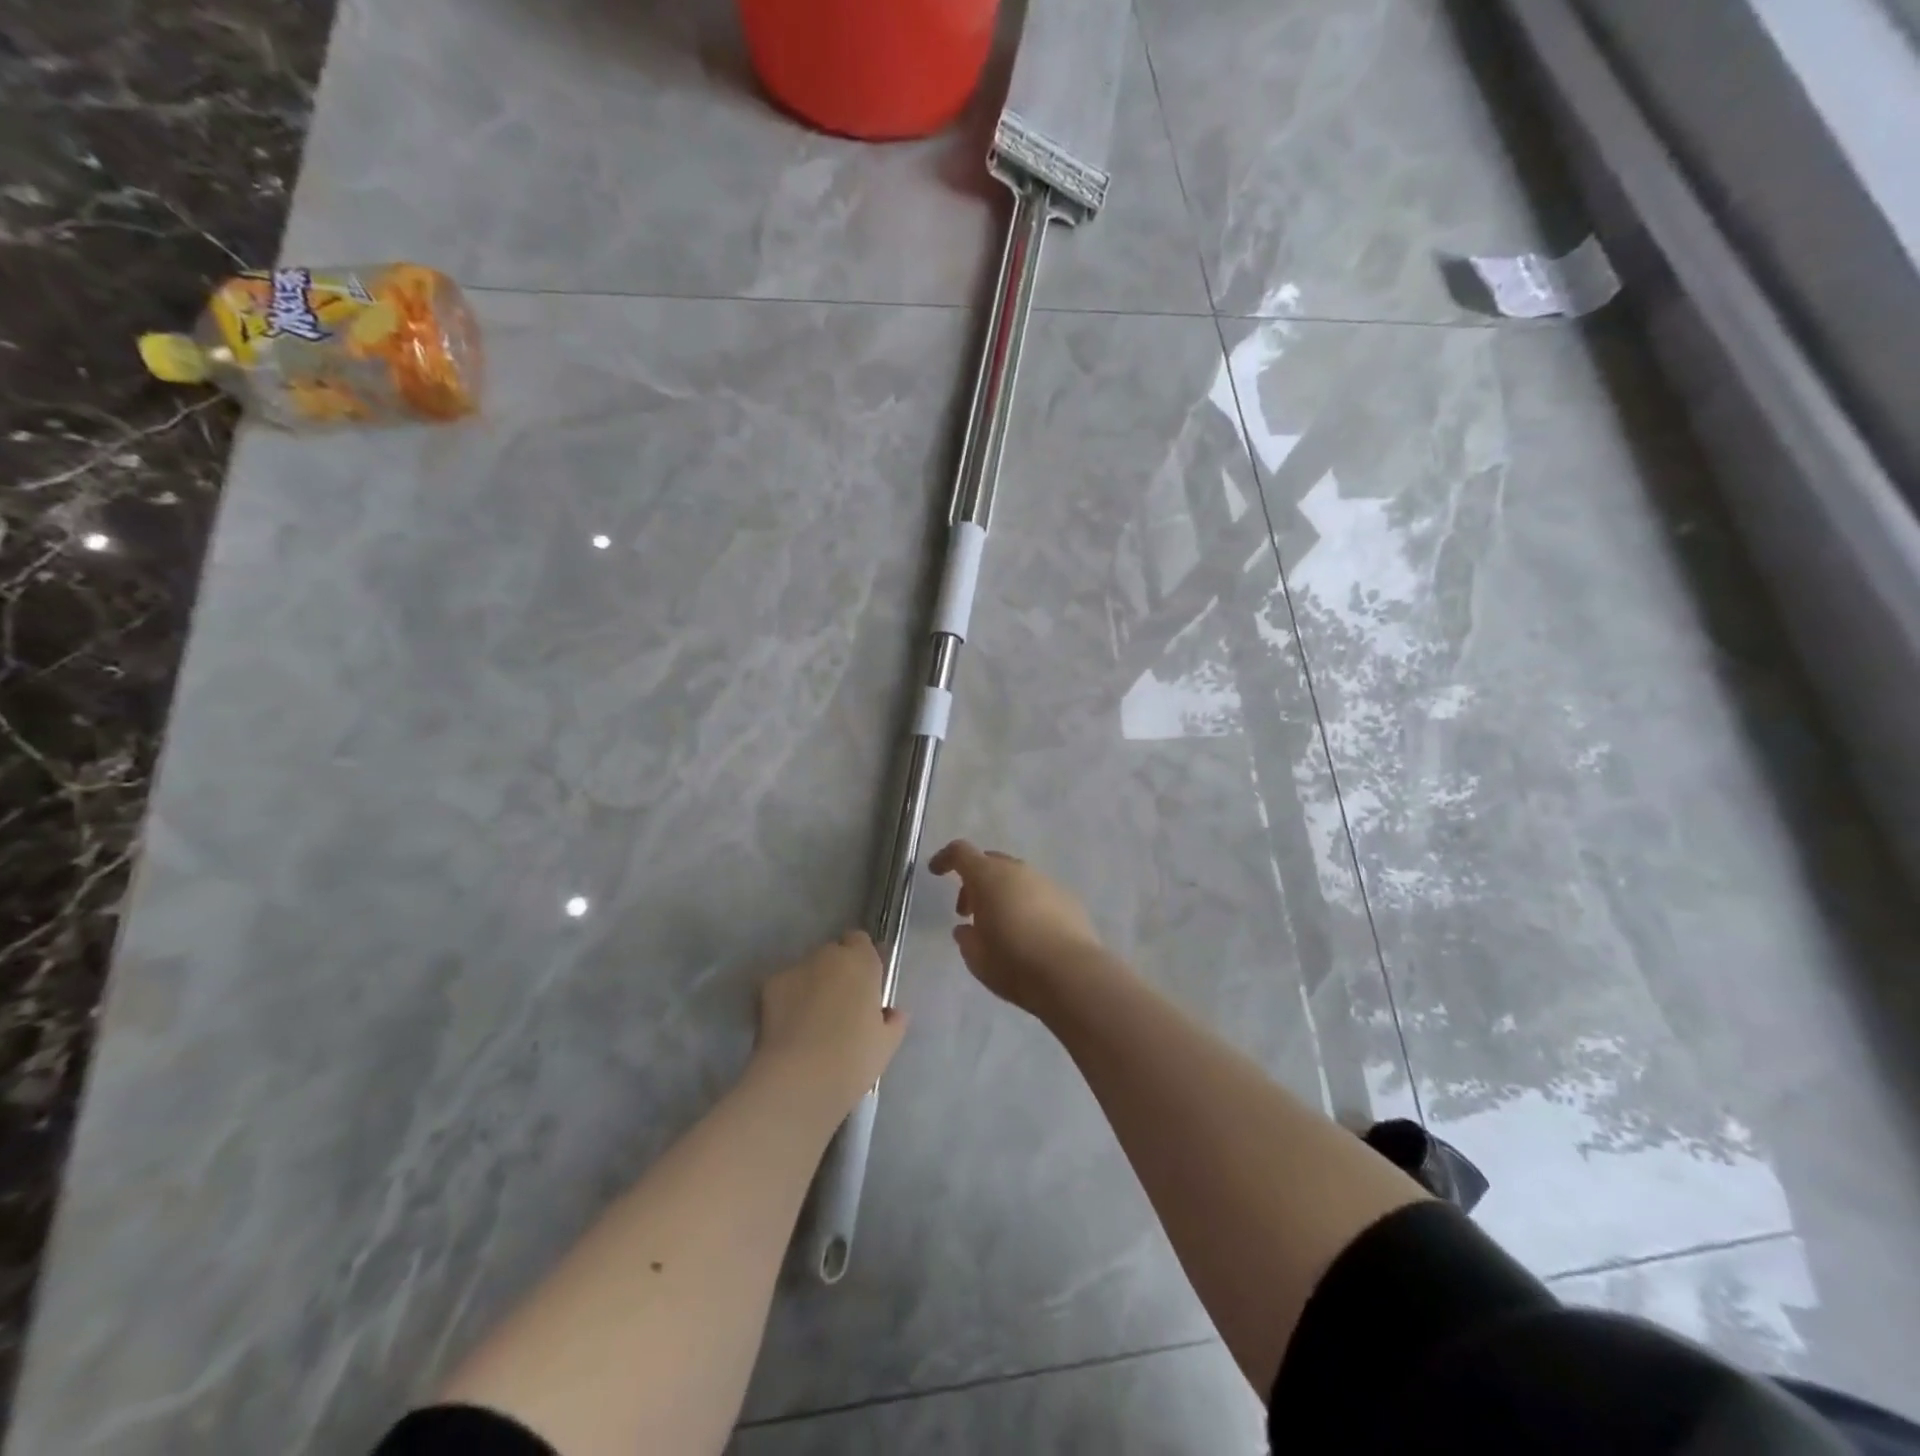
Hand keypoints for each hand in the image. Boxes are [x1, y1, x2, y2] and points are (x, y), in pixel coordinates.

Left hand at [755, 931, 908, 1118]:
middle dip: (837, 974)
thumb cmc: (853, 1059)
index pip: (860, 941)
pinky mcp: (769, 987)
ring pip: (808, 971)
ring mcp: (795, 969)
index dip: (862, 961)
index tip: (865, 987)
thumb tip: (891, 1013)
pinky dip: (788, 1001)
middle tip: (841, 1007)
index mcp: (861, 962)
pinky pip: (785, 988)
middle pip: (833, 954)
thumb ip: (892, 1021)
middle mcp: (828, 956)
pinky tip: (791, 1029)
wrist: (799, 1080)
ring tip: (812, 1022)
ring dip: (812, 986)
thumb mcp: (886, 1044)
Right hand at [929, 840, 1103, 1010]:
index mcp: (988, 877)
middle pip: (990, 863)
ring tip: (1000, 926)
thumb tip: (966, 929)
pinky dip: (1027, 904)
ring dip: (1002, 893)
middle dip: (974, 882)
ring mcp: (1047, 882)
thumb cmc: (1014, 963)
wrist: (1072, 974)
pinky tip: (1030, 933)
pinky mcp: (1068, 899)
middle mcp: (1018, 871)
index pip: (961, 852)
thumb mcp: (976, 957)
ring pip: (1016, 877)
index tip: (936, 872)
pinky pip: (1038, 893)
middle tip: (968, 912)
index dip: (945, 859)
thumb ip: (966, 938)